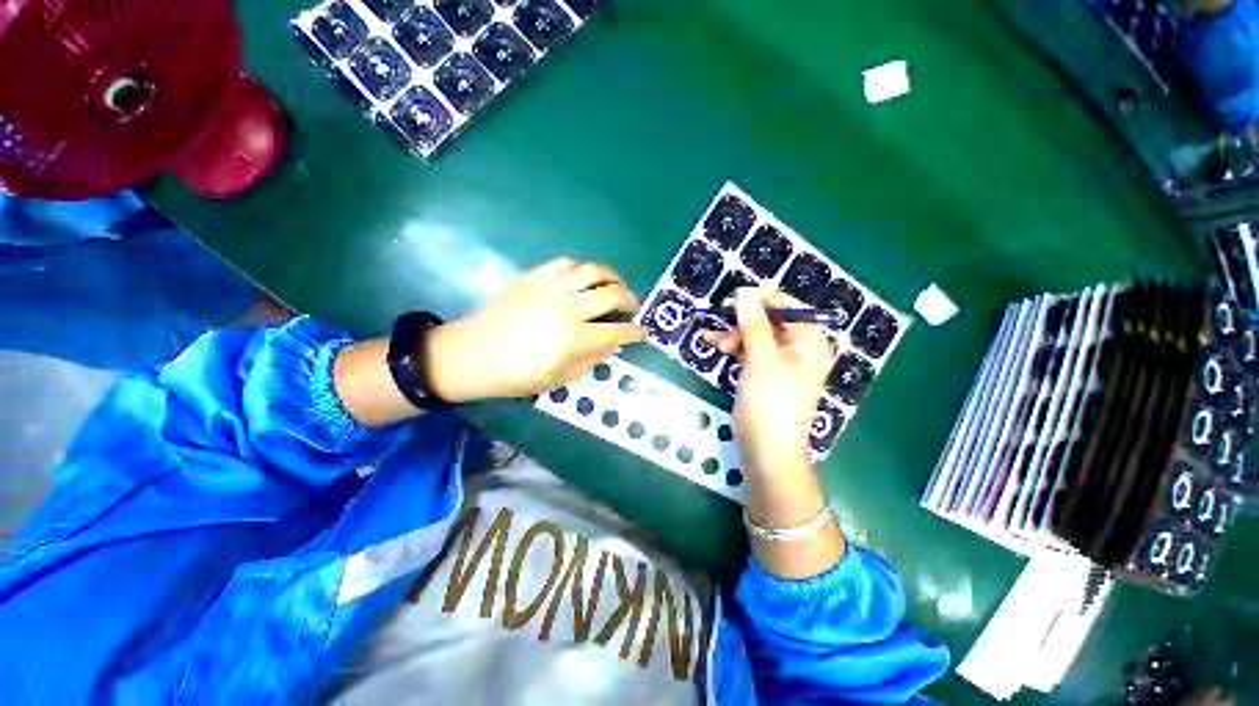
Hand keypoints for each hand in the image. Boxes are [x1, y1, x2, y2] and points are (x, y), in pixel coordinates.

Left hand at [426, 258, 644, 401]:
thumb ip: (591, 359)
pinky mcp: (533, 277)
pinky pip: (566, 263)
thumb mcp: (558, 379)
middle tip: (633, 308)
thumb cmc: (515, 376)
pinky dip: (581, 270)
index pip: (617, 331)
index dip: (634, 332)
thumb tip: (614, 343)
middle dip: (631, 300)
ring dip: (612, 277)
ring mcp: (549, 287)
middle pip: (613, 294)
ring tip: (615, 286)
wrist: (469, 355)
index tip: (640, 333)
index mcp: (573, 339)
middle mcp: (567, 308)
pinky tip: (582, 280)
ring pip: (593, 270)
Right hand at [705, 288, 831, 477]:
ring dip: (735, 334)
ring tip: (712, 341)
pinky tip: (717, 347)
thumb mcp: (761, 359)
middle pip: (770, 320)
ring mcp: (782, 362)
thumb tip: (744, 295)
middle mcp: (799, 348)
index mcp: (809, 341)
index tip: (733, 297)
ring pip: (757, 336)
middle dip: (743, 320)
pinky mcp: (766, 374)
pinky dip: (735, 348)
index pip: (788, 306)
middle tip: (720, 322)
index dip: (761, 298)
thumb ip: (753, 324)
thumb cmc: (769, 401)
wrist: (766, 449)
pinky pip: (751, 351)